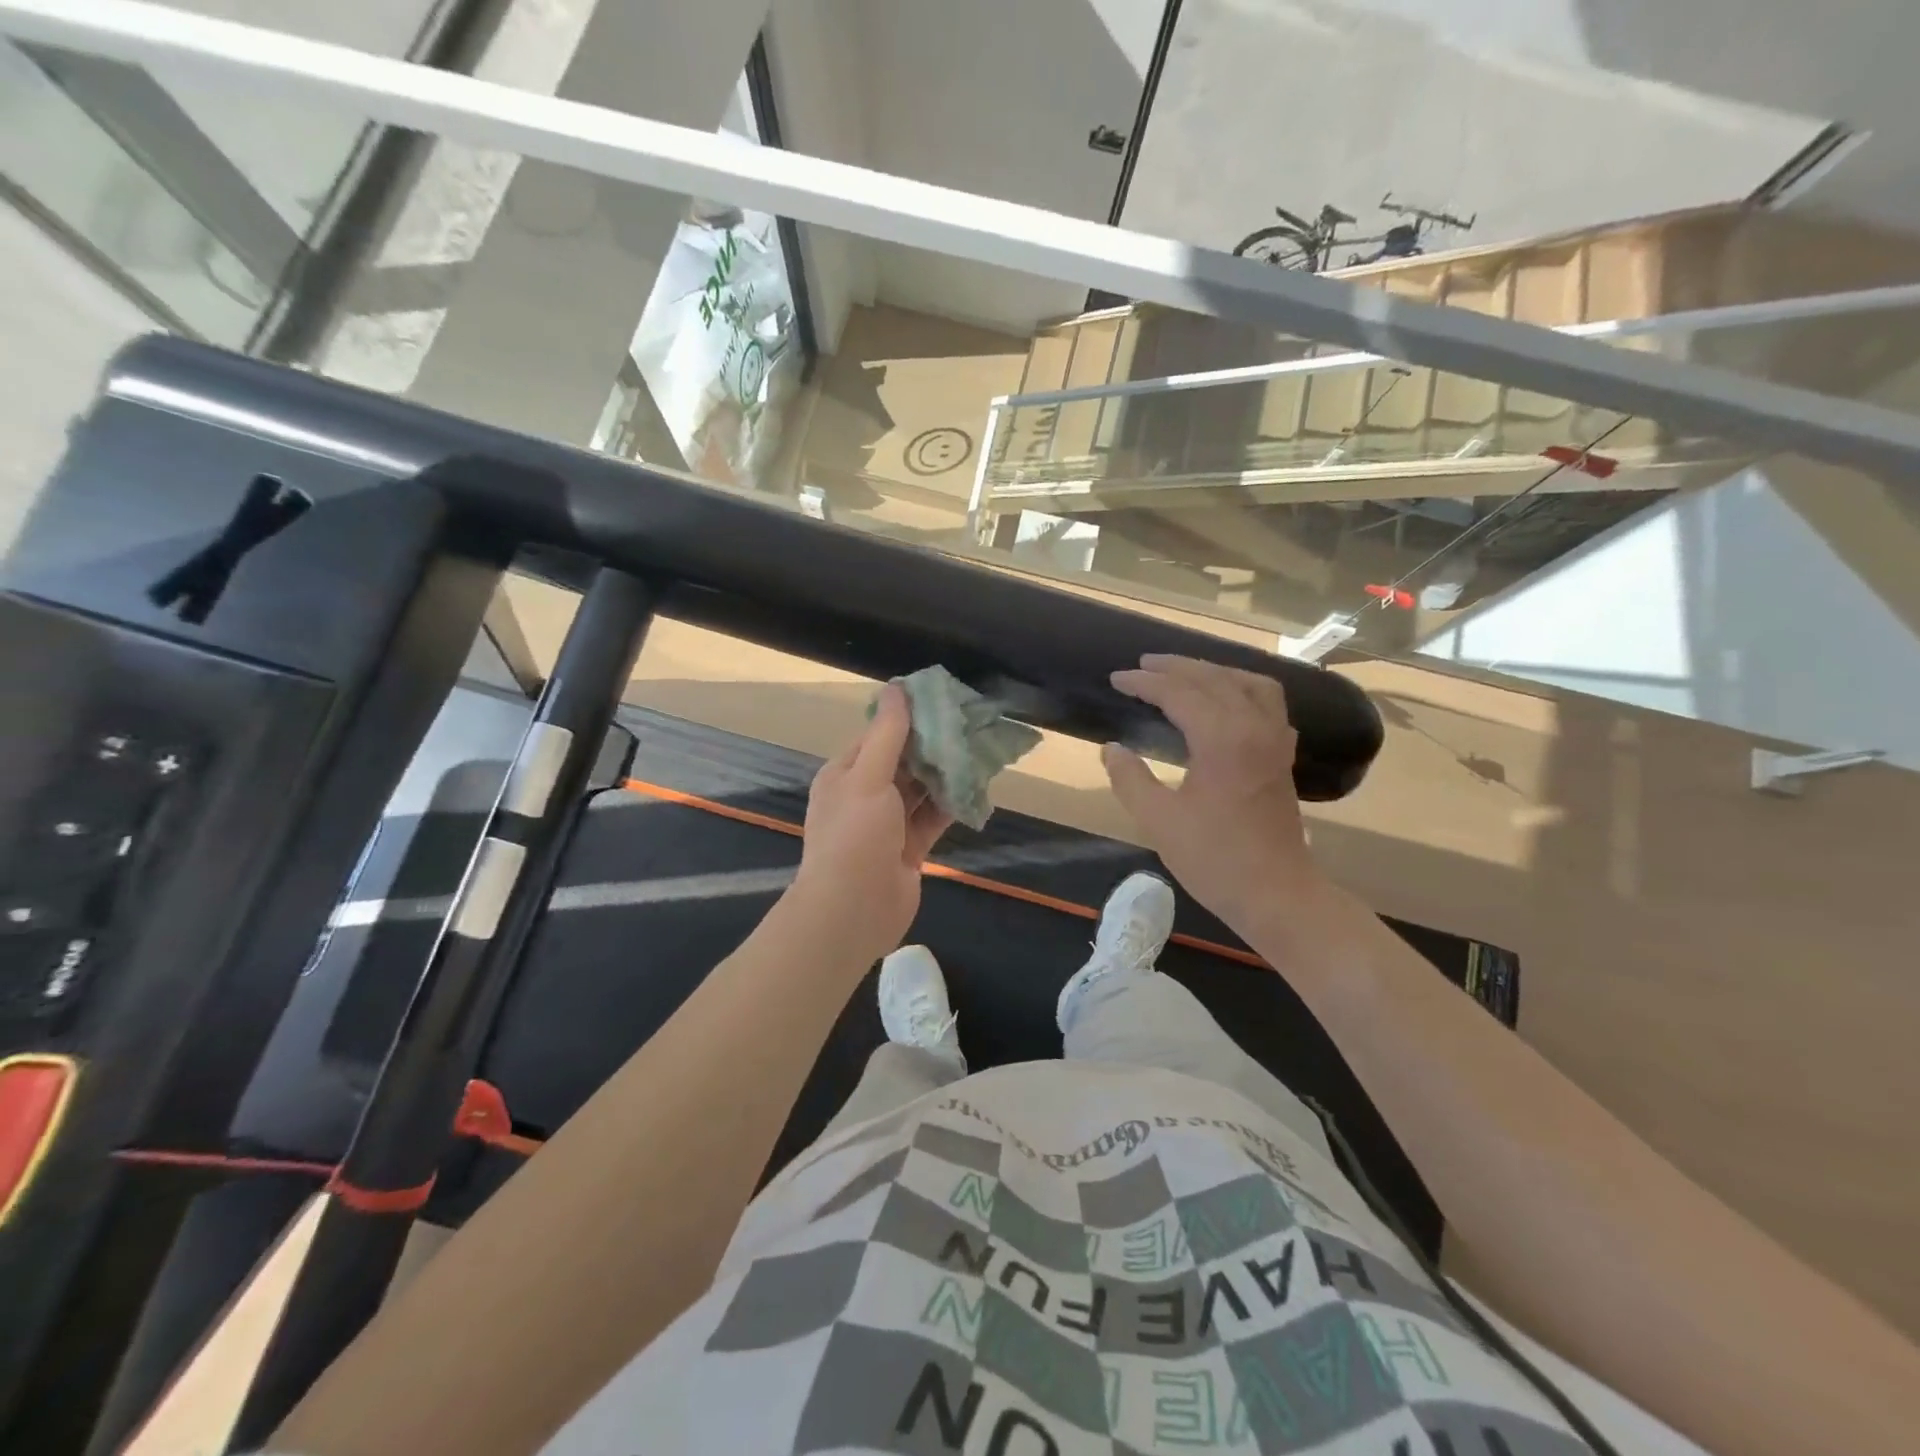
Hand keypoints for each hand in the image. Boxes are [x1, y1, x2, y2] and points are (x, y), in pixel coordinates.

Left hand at [791, 684, 953, 962]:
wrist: (852, 911)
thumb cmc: (855, 836)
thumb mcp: (867, 776)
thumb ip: (887, 734)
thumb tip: (896, 688)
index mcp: (845, 774)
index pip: (878, 735)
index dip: (908, 718)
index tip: (944, 702)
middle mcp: (864, 795)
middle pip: (903, 762)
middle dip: (933, 746)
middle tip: (972, 725)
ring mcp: (887, 825)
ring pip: (921, 790)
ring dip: (946, 774)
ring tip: (981, 752)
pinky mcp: (908, 849)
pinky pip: (932, 819)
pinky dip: (951, 805)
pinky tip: (977, 789)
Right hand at [1103, 654, 1327, 931]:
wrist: (1276, 893)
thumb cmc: (1214, 859)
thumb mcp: (1159, 821)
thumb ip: (1130, 779)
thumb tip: (1111, 748)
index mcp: (1222, 738)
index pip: (1179, 693)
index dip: (1145, 683)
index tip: (1117, 679)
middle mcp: (1253, 726)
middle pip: (1213, 678)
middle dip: (1175, 667)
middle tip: (1142, 665)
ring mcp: (1274, 739)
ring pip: (1247, 683)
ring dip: (1212, 671)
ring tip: (1184, 672)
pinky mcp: (1282, 755)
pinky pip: (1267, 702)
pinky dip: (1243, 688)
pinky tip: (1228, 699)